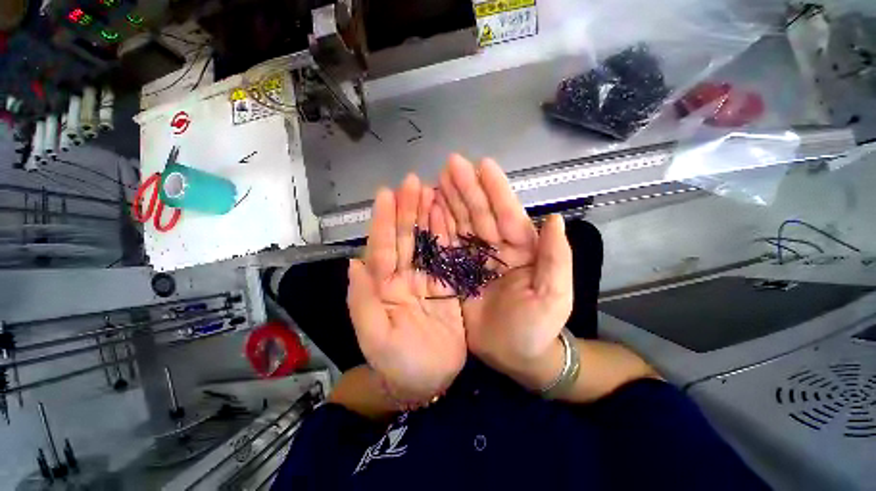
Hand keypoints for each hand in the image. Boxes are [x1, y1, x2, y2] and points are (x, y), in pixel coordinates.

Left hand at [347, 174, 466, 402]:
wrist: (427, 381)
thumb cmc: (398, 363)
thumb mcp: (376, 338)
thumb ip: (363, 301)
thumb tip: (354, 264)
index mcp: (383, 287)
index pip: (382, 248)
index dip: (384, 221)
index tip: (387, 193)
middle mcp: (403, 277)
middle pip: (405, 238)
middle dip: (407, 210)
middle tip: (413, 182)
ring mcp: (427, 278)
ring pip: (426, 241)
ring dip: (427, 216)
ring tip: (431, 190)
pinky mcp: (447, 284)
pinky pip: (446, 256)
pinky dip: (447, 235)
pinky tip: (448, 215)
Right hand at [438, 155, 573, 389]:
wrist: (514, 356)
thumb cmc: (537, 328)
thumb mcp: (554, 295)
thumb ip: (556, 258)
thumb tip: (554, 219)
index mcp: (522, 250)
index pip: (507, 213)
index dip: (495, 189)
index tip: (483, 165)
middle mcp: (496, 248)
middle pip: (480, 213)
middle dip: (467, 188)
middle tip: (451, 165)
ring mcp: (474, 258)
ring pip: (461, 223)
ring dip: (450, 201)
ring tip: (437, 179)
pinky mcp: (457, 271)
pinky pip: (447, 244)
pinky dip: (438, 226)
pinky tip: (429, 209)